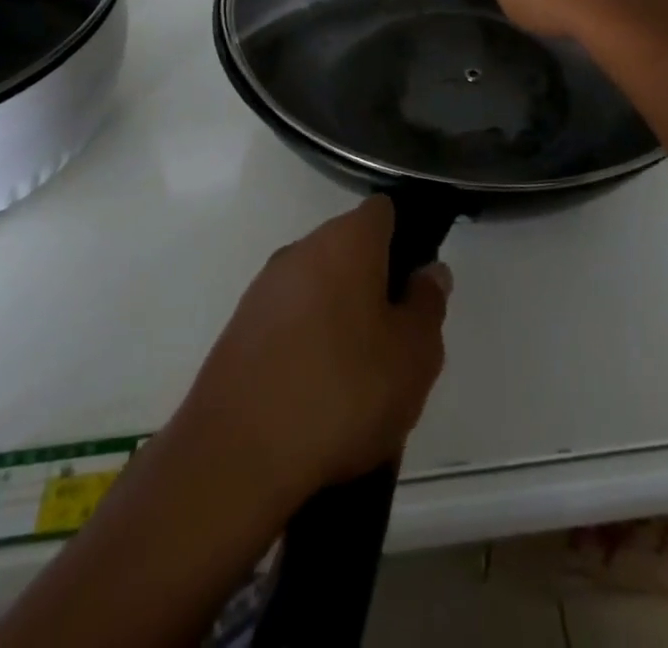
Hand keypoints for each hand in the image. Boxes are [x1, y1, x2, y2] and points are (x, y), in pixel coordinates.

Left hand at [173, 197, 450, 509]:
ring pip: (318, 287)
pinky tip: (316, 396)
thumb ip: (428, 304)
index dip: (406, 239)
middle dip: (375, 285)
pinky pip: (289, 320)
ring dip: (341, 317)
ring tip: (358, 380)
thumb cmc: (343, 391)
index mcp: (346, 241)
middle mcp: (302, 249)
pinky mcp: (239, 328)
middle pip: (350, 250)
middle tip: (395, 342)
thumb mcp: (414, 354)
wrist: (238, 454)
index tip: (417, 286)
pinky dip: (307, 343)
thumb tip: (428, 271)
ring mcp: (265, 288)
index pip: (383, 212)